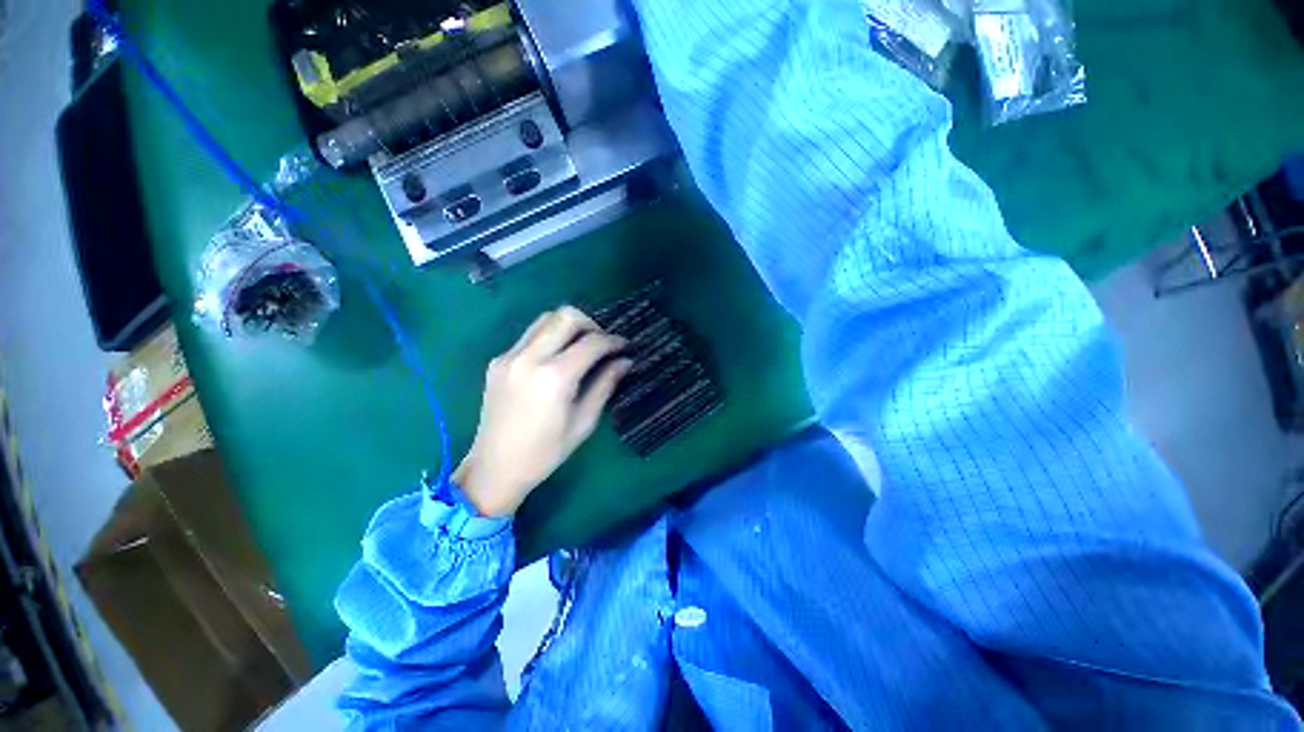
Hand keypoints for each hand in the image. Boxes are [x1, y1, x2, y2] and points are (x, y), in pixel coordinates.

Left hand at [454, 306, 632, 516]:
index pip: (591, 342)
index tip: (625, 346)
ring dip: (568, 325)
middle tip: (602, 342)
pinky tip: (556, 357)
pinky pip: (529, 335)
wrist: (495, 468)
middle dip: (591, 323)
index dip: (613, 341)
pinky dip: (549, 337)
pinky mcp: (497, 361)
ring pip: (545, 318)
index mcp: (554, 377)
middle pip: (566, 316)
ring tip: (581, 345)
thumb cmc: (546, 452)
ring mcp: (509, 356)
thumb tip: (625, 361)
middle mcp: (529, 358)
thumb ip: (605, 385)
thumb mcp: (583, 422)